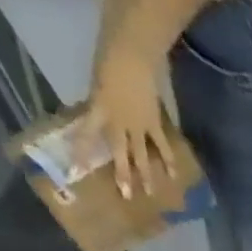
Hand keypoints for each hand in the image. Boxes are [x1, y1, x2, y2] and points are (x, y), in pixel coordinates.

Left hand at [86, 43, 171, 199]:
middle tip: (126, 196)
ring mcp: (139, 125)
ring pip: (142, 154)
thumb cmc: (108, 62)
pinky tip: (173, 175)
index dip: (82, 152)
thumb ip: (100, 104)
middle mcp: (119, 122)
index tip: (78, 170)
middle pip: (121, 152)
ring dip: (146, 174)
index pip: (87, 134)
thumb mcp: (97, 84)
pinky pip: (162, 145)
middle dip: (123, 174)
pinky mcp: (154, 123)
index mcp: (100, 109)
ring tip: (150, 192)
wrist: (131, 54)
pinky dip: (168, 160)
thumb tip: (102, 120)